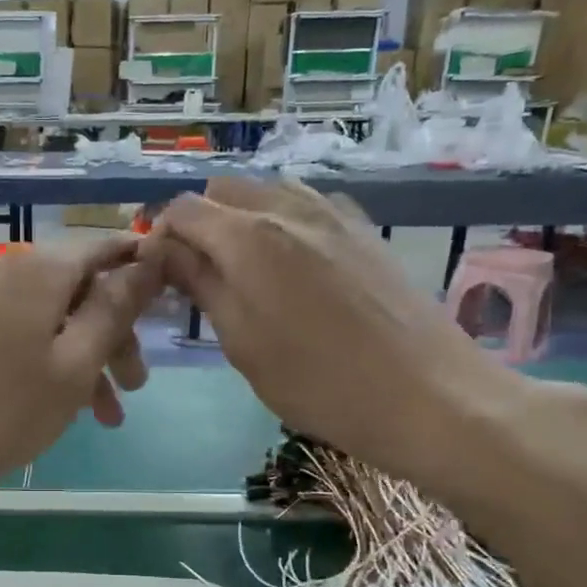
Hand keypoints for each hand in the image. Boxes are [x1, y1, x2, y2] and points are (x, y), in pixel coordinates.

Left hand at [0, 238, 160, 520]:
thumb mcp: (72, 366)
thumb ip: (114, 311)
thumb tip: (149, 261)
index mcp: (40, 268)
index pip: (107, 248)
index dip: (143, 273)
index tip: (170, 308)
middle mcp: (7, 273)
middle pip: (80, 290)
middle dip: (115, 335)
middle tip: (135, 388)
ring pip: (52, 321)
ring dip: (85, 362)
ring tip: (105, 418)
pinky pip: (21, 339)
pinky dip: (48, 367)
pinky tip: (59, 409)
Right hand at [148, 177, 566, 494]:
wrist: (427, 395)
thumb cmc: (318, 382)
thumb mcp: (242, 342)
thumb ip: (201, 285)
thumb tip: (166, 252)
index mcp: (248, 237)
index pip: (182, 209)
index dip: (160, 236)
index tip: (159, 275)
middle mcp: (288, 208)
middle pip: (224, 191)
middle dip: (199, 223)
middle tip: (199, 275)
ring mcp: (333, 213)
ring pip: (267, 193)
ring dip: (242, 220)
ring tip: (245, 270)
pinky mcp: (363, 228)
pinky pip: (307, 206)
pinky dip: (282, 223)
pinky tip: (292, 266)